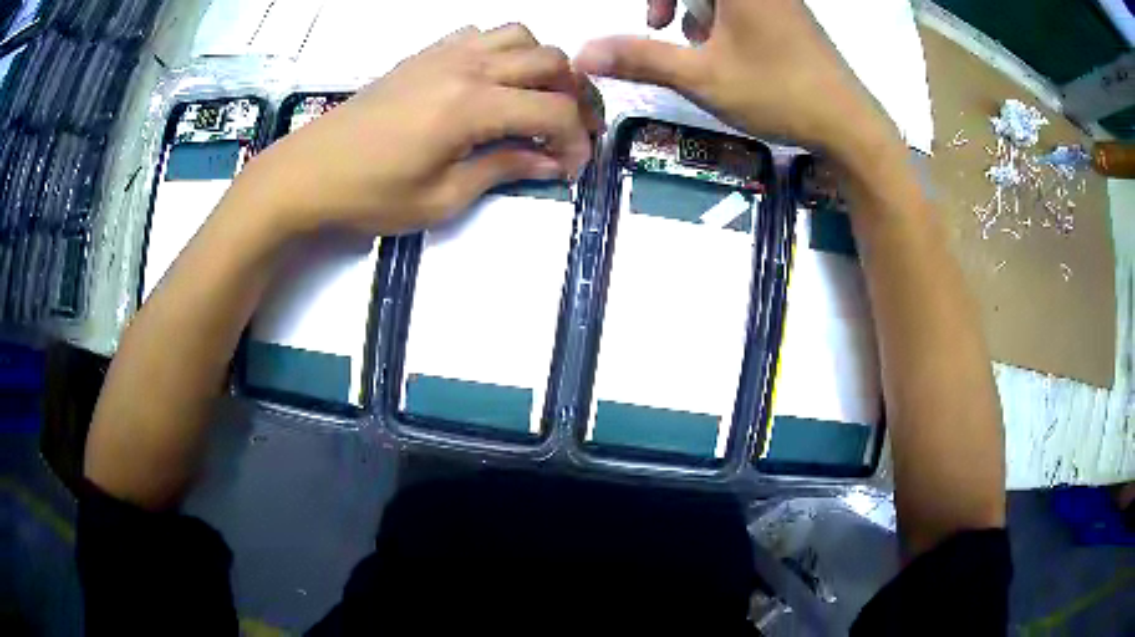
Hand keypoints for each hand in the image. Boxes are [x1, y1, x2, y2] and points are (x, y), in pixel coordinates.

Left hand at [240, 24, 598, 235]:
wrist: (308, 173)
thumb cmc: (369, 195)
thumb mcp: (441, 198)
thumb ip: (501, 170)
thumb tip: (548, 162)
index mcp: (472, 106)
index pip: (554, 111)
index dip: (576, 141)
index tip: (572, 168)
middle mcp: (467, 67)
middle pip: (550, 61)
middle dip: (574, 96)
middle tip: (566, 131)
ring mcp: (444, 54)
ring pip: (520, 35)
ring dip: (541, 65)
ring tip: (534, 100)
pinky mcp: (424, 54)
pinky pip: (480, 33)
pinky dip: (502, 50)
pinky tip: (492, 81)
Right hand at [577, 0, 901, 168]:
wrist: (848, 124)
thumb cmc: (778, 93)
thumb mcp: (702, 77)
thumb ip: (640, 57)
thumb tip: (582, 54)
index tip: (650, 22)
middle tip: (658, 25)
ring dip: (693, 7)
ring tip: (695, 44)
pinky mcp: (786, 12)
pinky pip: (740, 2)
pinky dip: (719, 14)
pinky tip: (724, 47)